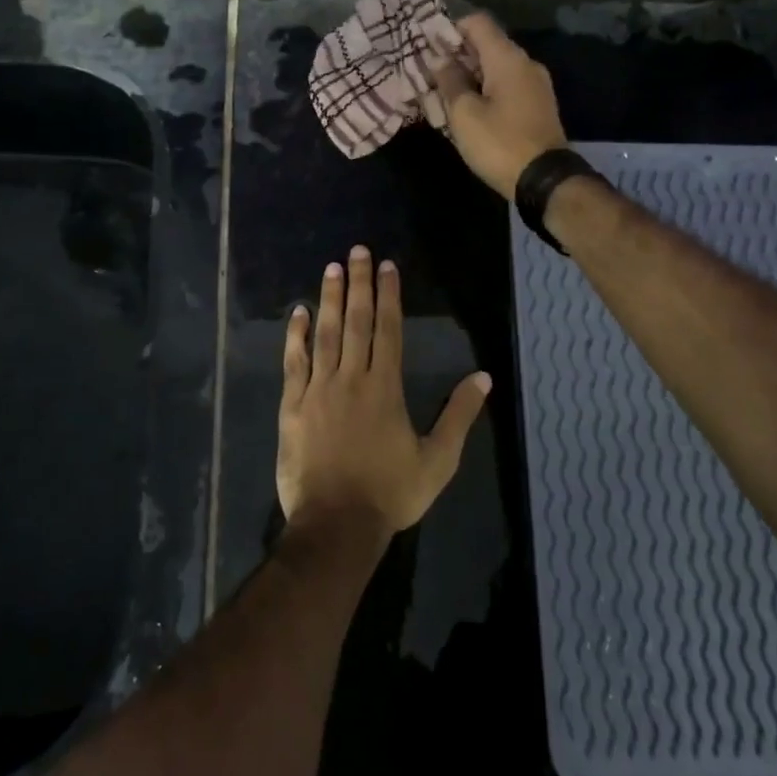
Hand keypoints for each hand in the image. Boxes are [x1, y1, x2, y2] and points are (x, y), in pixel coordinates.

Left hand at [278, 246, 490, 539]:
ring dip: (328, 299)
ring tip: (331, 268)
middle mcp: (351, 379)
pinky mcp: (293, 406)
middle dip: (358, 284)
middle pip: (355, 321)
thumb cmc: (390, 493)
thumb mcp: (438, 460)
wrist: (336, 525)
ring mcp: (318, 390)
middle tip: (357, 251)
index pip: (389, 330)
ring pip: (324, 334)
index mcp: (385, 388)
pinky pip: (293, 363)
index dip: (389, 296)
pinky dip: (295, 336)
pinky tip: (297, 313)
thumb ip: (460, 415)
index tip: (387, 266)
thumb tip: (483, 377)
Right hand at [431, 13, 567, 197]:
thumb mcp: (464, 114)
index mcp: (508, 58)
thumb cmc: (499, 143)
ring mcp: (535, 85)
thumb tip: (440, 59)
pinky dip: (486, 89)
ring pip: (496, 68)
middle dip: (457, 54)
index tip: (427, 45)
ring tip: (444, 92)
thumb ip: (449, 81)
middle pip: (487, 44)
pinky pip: (507, 86)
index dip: (450, 28)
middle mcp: (525, 64)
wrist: (544, 180)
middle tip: (429, 71)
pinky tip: (468, 108)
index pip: (477, 23)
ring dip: (470, 75)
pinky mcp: (537, 105)